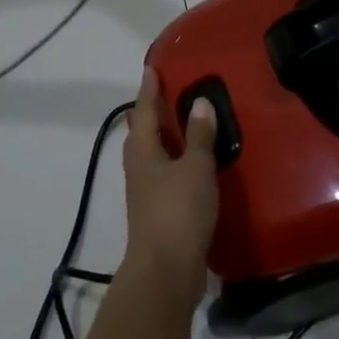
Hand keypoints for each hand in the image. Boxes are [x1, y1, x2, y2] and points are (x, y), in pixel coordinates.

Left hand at [120, 67, 219, 307]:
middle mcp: (139, 165)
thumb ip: (199, 136)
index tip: (152, 67)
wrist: (166, 272)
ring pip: (155, 152)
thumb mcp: (195, 168)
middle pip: (144, 130)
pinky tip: (196, 162)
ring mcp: (147, 190)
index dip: (149, 87)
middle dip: (155, 110)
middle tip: (173, 90)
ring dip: (168, 136)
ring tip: (188, 121)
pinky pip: (168, 172)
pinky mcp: (159, 210)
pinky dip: (179, 159)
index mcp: (142, 150)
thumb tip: (199, 102)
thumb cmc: (177, 212)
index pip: (144, 109)